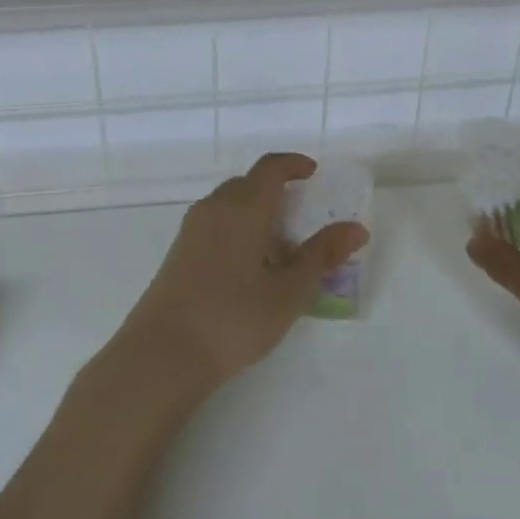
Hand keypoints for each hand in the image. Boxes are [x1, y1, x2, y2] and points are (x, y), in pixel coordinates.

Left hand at [115, 153, 368, 395]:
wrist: (162, 354)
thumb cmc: (234, 318)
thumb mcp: (289, 290)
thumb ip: (322, 255)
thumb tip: (357, 228)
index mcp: (243, 208)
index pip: (270, 168)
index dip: (293, 164)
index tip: (313, 172)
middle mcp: (214, 209)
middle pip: (248, 184)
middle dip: (275, 191)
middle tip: (301, 217)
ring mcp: (191, 231)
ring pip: (228, 205)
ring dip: (255, 212)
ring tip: (278, 248)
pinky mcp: (177, 253)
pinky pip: (214, 224)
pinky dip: (236, 229)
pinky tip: (247, 268)